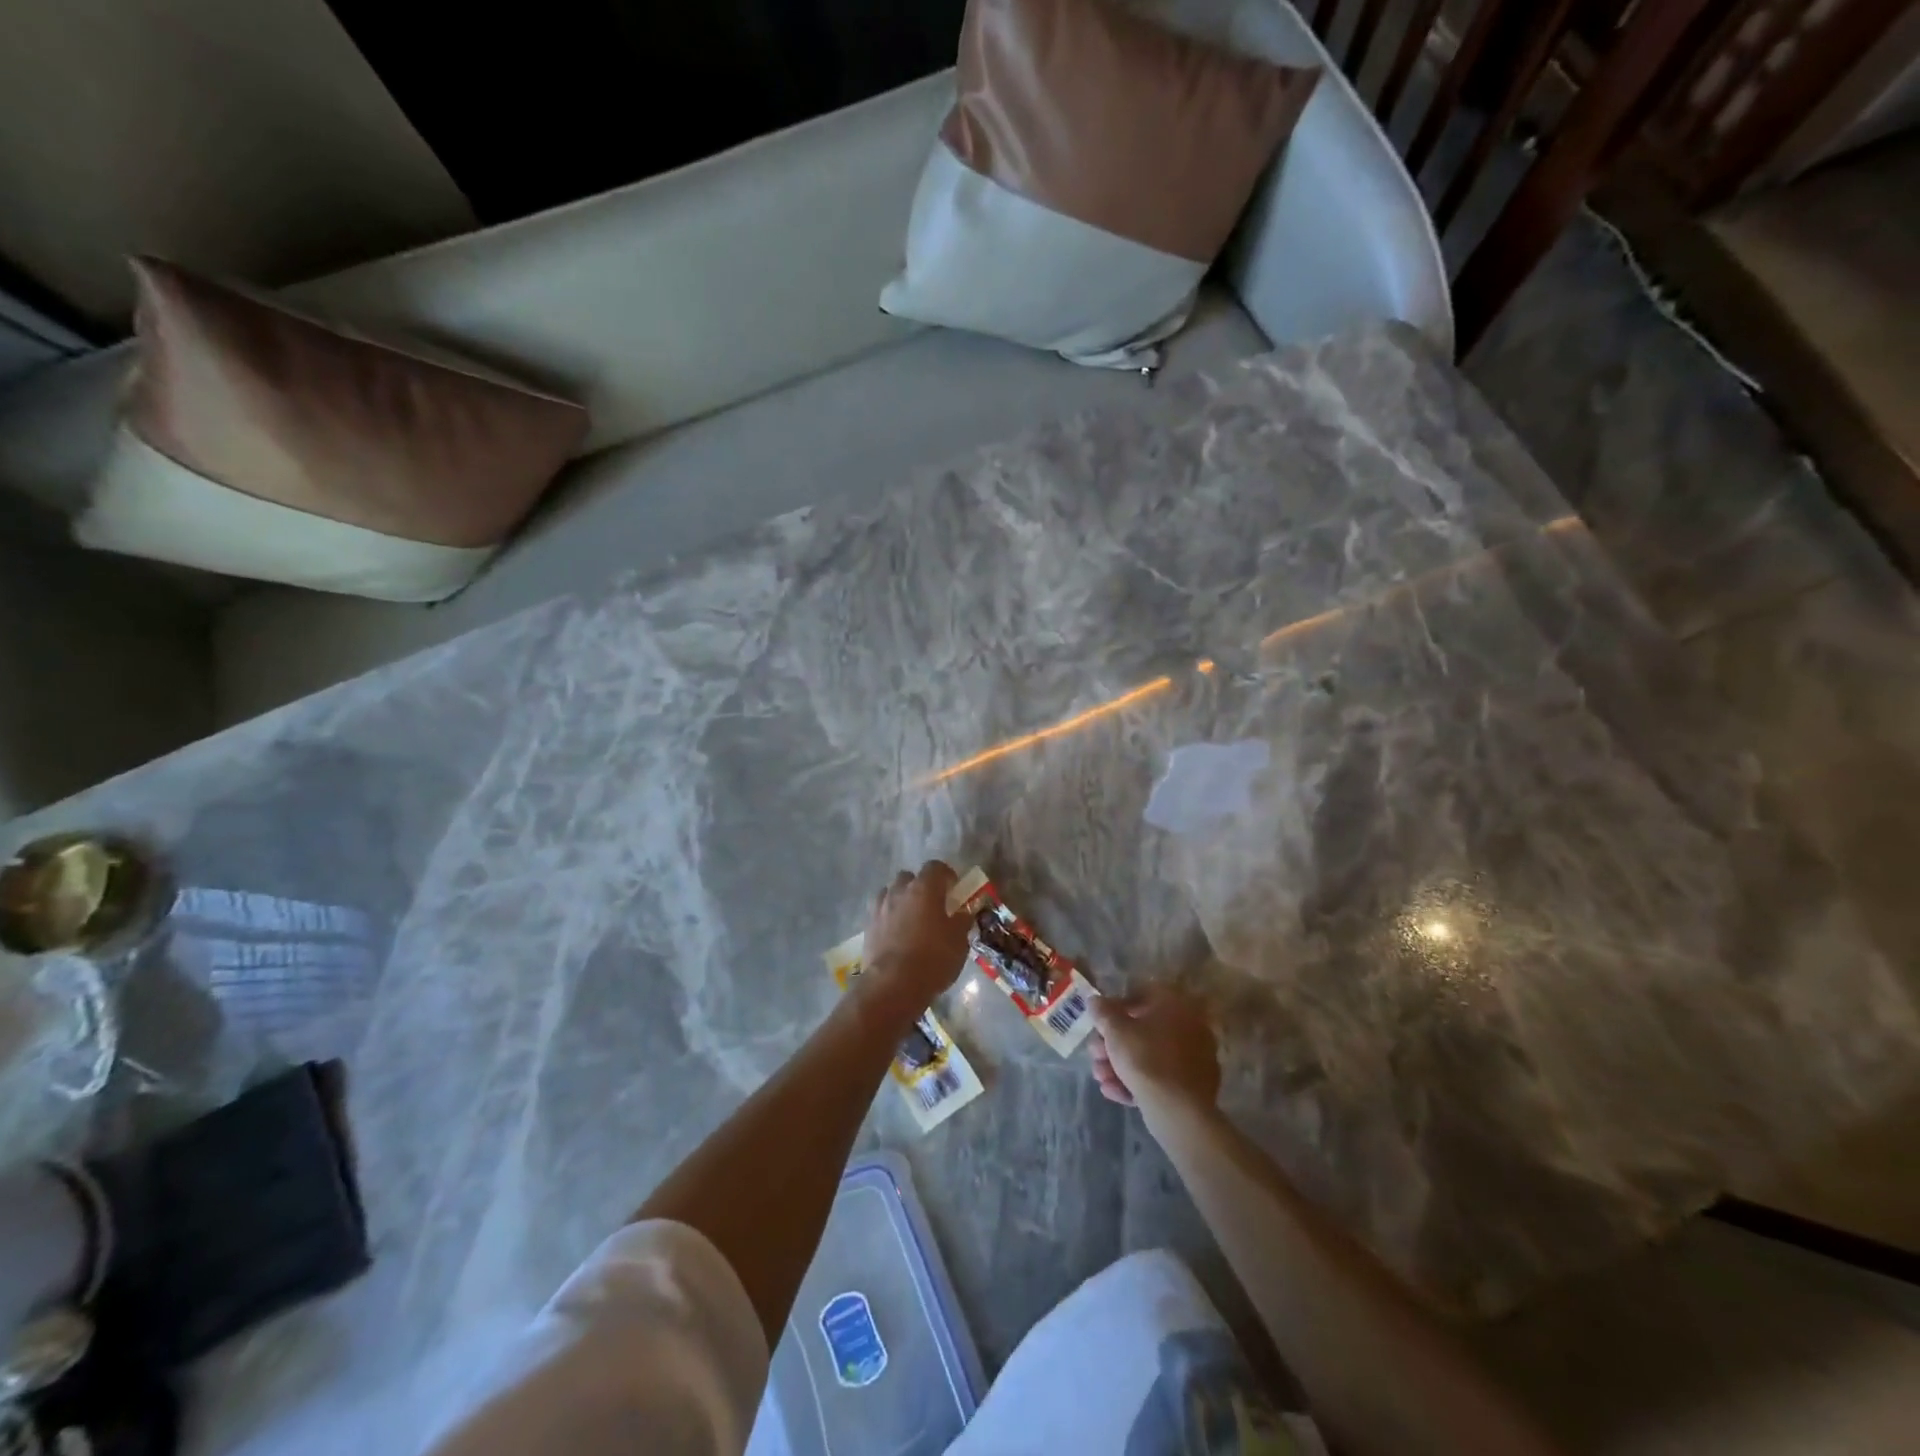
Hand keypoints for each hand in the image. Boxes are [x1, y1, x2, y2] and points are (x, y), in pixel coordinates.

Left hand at [862, 861, 971, 1015]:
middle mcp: (899, 891)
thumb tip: (963, 913)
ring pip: (890, 893)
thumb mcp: (959, 941)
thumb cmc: (933, 958)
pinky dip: (889, 917)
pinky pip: (880, 912)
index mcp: (924, 888)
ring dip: (901, 900)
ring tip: (911, 918)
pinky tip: (896, 934)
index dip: (946, 875)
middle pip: (909, 877)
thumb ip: (961, 921)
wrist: (894, 984)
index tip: (953, 888)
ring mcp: (880, 908)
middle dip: (920, 886)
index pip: (935, 867)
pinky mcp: (868, 927)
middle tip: (932, 904)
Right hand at [1089, 985, 1220, 1119]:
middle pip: (1144, 1029)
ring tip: (1100, 1077)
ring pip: (1150, 1055)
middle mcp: (1190, 1025)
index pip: (1142, 993)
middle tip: (1094, 1054)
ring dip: (1120, 1064)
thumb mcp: (1115, 1030)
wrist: (1178, 1111)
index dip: (1115, 1007)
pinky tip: (1114, 1092)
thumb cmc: (1145, 1059)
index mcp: (1176, 1004)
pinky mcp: (1194, 1085)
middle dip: (1114, 1043)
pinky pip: (1161, 1076)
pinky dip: (1137, 1081)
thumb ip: (1102, 1012)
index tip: (1100, 1024)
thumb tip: (1095, 1000)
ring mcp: (1195, 1057)